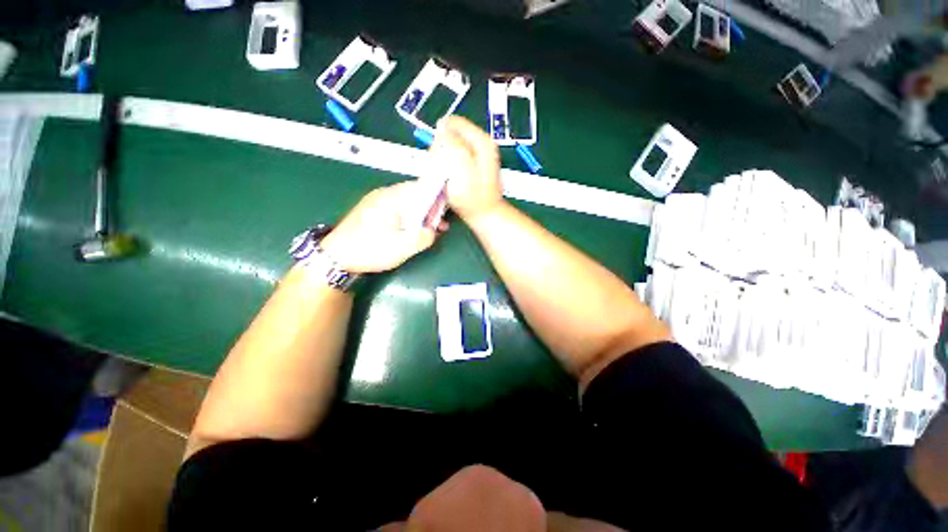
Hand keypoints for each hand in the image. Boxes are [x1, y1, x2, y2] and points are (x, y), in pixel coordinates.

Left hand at [320, 183, 445, 273]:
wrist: (335, 257)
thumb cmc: (370, 249)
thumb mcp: (403, 247)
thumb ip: (424, 237)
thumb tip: (433, 231)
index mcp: (392, 198)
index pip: (421, 187)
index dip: (437, 197)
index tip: (447, 211)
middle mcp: (385, 194)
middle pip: (414, 194)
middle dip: (431, 209)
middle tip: (441, 225)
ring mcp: (377, 202)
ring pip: (406, 203)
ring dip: (421, 214)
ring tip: (430, 230)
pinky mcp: (373, 212)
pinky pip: (397, 209)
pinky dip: (409, 218)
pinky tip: (413, 230)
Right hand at [432, 116, 505, 222]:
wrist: (484, 215)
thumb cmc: (472, 196)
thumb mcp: (461, 166)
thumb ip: (452, 143)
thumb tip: (443, 128)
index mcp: (481, 141)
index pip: (453, 123)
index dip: (440, 136)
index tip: (437, 155)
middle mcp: (481, 145)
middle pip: (451, 134)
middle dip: (441, 149)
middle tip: (442, 170)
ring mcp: (477, 156)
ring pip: (451, 147)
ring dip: (443, 160)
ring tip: (446, 177)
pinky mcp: (472, 166)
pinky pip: (455, 159)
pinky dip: (448, 167)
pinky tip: (449, 179)